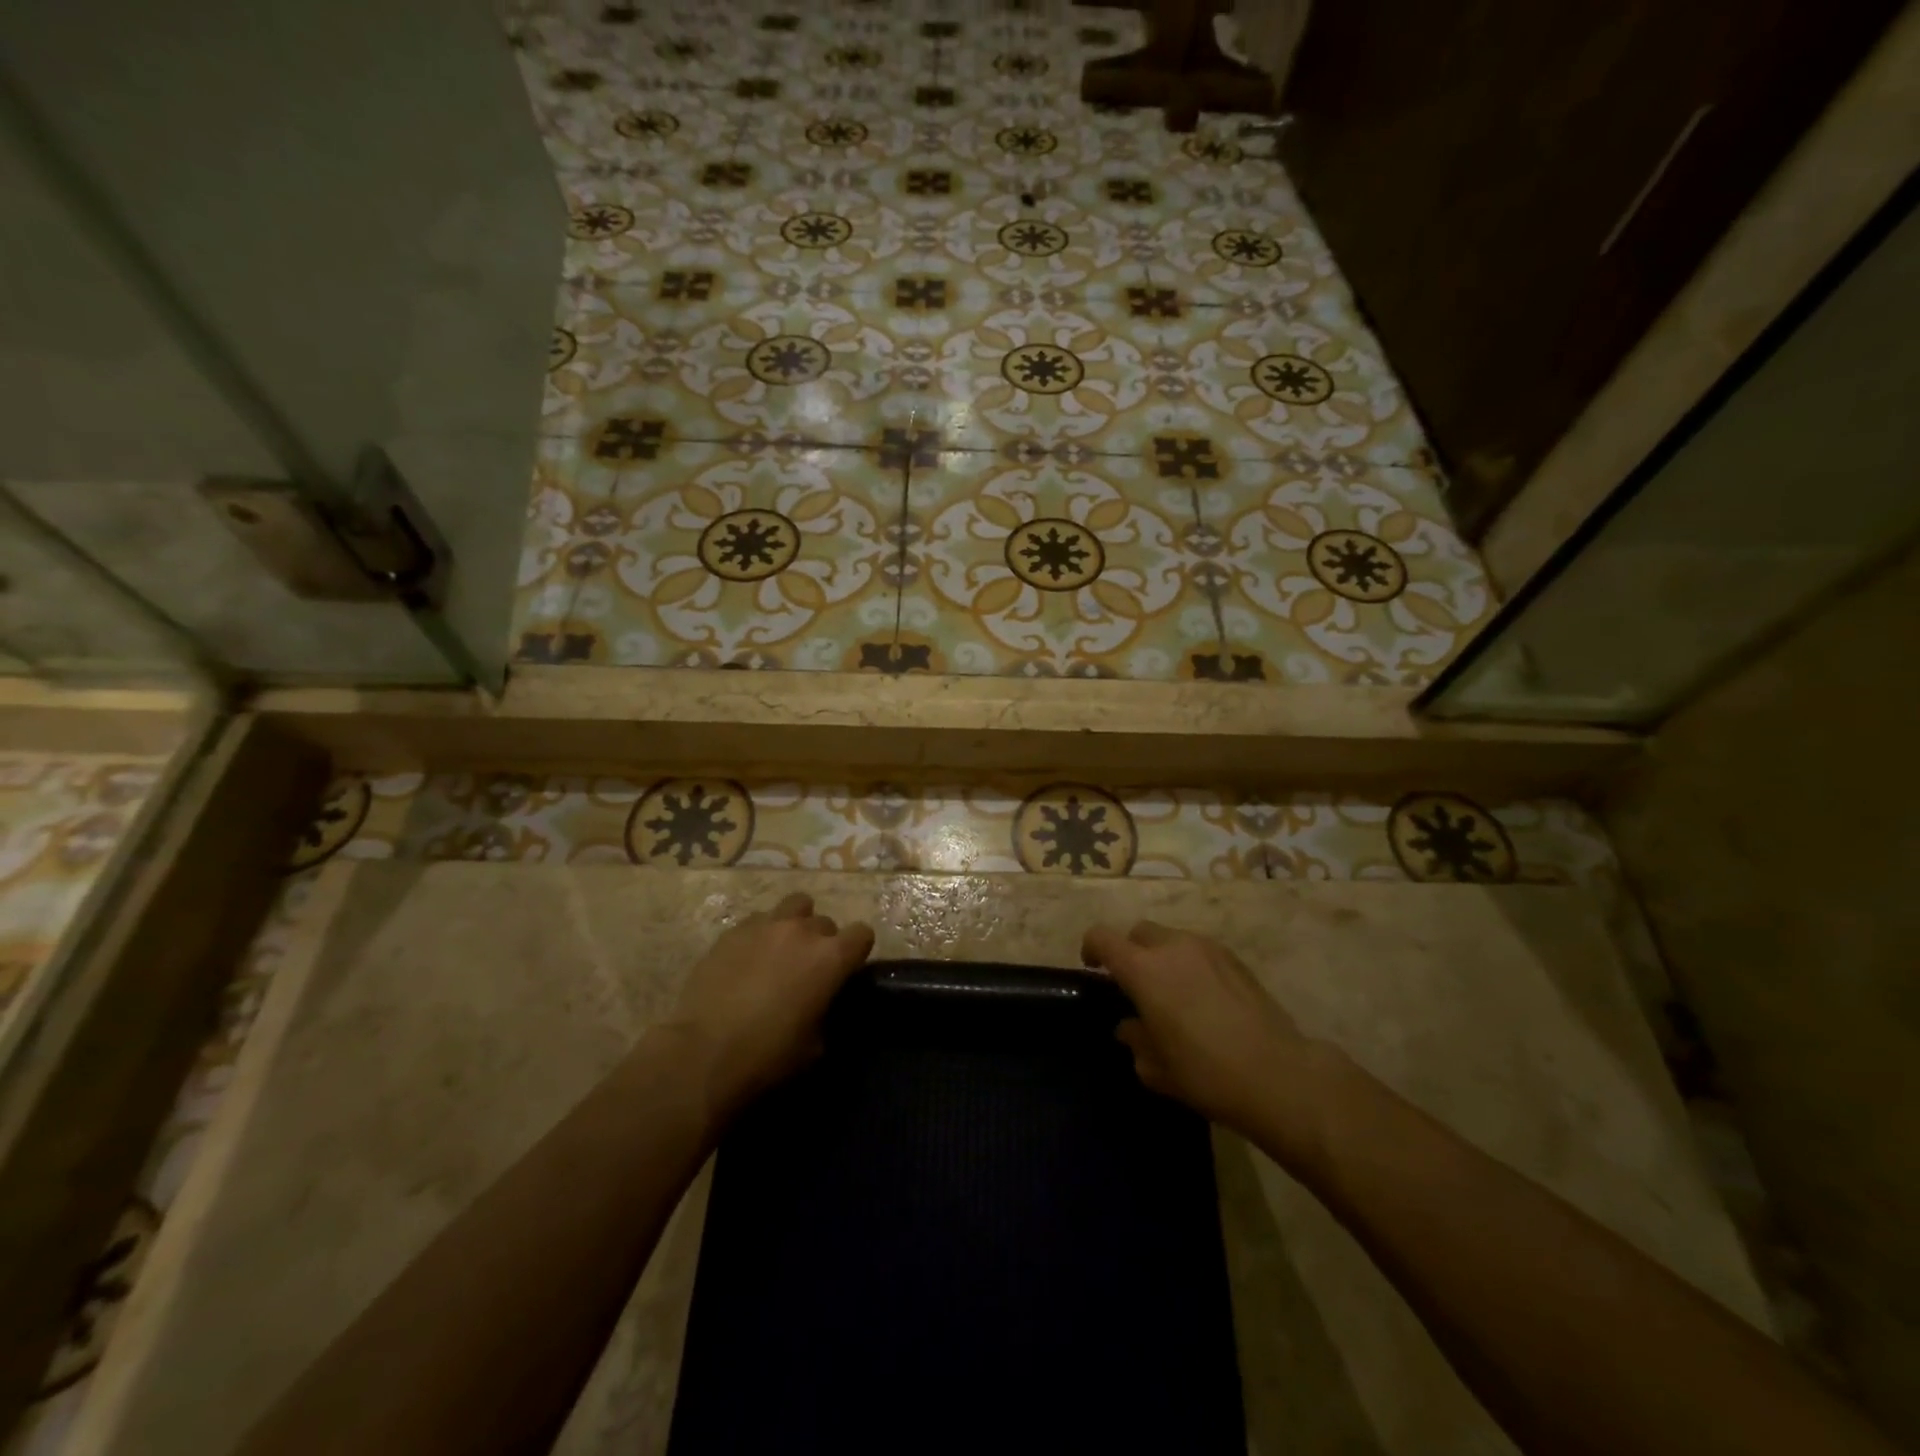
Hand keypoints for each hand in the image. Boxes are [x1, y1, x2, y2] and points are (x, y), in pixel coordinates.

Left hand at [667, 891, 873, 1111]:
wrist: (703, 1053)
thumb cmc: (767, 1056)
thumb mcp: (815, 1045)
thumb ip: (825, 1011)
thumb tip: (820, 1004)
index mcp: (831, 958)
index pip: (862, 934)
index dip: (857, 951)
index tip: (847, 969)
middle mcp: (802, 931)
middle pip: (826, 922)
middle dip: (822, 942)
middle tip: (808, 969)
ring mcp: (765, 926)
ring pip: (794, 906)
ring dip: (795, 924)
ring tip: (781, 950)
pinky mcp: (732, 931)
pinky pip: (758, 921)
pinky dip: (761, 934)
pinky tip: (748, 959)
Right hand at [1082, 920, 1318, 1138]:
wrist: (1278, 1074)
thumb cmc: (1206, 1073)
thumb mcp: (1156, 1068)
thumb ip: (1135, 1040)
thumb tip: (1130, 1027)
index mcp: (1143, 969)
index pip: (1103, 938)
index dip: (1091, 949)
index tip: (1093, 969)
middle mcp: (1172, 947)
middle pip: (1138, 932)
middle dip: (1130, 951)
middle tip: (1135, 985)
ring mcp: (1207, 948)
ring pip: (1171, 938)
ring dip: (1162, 957)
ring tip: (1172, 993)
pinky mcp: (1235, 958)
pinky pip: (1199, 950)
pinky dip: (1190, 964)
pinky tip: (1203, 998)